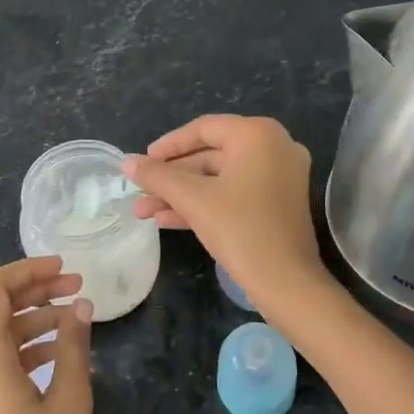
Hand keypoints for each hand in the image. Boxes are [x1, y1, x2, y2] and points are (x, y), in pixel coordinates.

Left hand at [0, 257, 93, 413]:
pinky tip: (58, 349)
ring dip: (32, 319)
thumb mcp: (69, 401)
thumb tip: (81, 306)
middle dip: (36, 292)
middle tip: (78, 287)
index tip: (64, 269)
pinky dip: (23, 346)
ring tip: (75, 316)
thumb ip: (73, 345)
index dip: (27, 270)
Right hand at [124, 114, 326, 307]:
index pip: (203, 129)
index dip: (168, 145)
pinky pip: (234, 193)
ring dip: (181, 194)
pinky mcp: (277, 204)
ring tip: (144, 211)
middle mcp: (274, 147)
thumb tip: (127, 162)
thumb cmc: (240, 229)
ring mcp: (279, 177)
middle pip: (210, 155)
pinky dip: (204, 204)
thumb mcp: (192, 199)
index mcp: (258, 135)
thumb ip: (157, 176)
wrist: (286, 284)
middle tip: (140, 191)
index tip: (142, 162)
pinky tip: (167, 220)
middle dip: (171, 178)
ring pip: (219, 178)